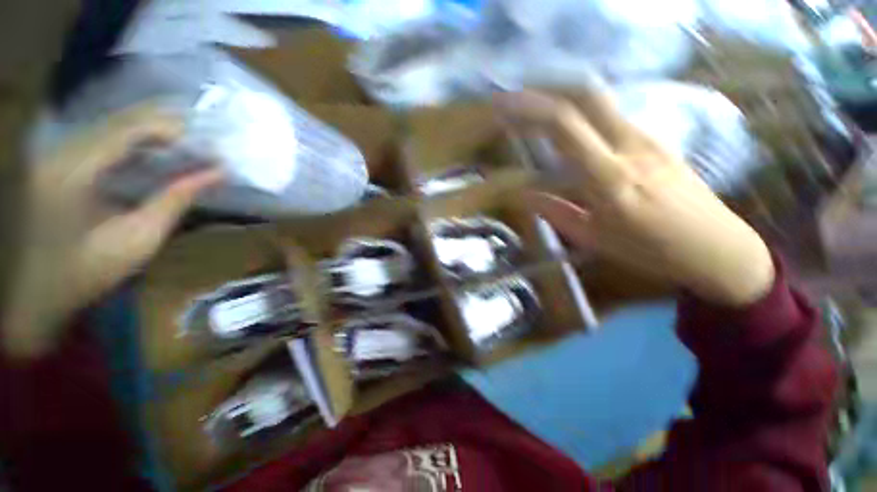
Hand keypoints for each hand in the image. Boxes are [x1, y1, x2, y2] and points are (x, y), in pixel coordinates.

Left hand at [3, 105, 221, 358]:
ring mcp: (53, 154)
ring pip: (109, 125)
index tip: (207, 145)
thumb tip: (217, 173)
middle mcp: (60, 152)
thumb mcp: (139, 239)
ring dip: (149, 132)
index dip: (170, 128)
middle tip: (202, 143)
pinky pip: (99, 138)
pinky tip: (151, 152)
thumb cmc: (87, 273)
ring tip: (185, 146)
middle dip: (163, 126)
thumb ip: (176, 200)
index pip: (127, 129)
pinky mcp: (54, 162)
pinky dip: (130, 141)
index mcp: (74, 171)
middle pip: (118, 120)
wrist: (35, 294)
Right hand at [496, 90, 773, 306]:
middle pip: (587, 94)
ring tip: (537, 110)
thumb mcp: (594, 238)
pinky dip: (583, 112)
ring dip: (565, 97)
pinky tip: (570, 128)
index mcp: (609, 176)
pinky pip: (611, 116)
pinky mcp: (656, 139)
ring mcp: (648, 137)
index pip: (565, 125)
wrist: (716, 247)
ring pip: (601, 101)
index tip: (505, 104)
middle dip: (548, 87)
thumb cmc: (650, 250)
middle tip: (520, 96)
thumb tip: (524, 195)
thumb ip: (555, 212)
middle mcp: (630, 145)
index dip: (531, 108)